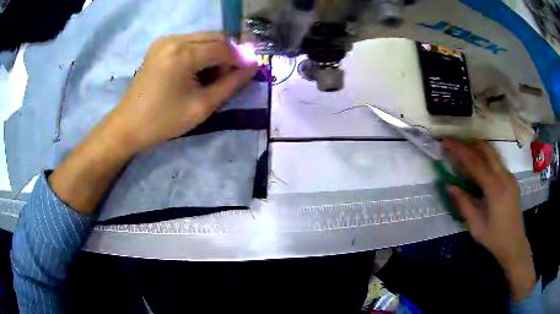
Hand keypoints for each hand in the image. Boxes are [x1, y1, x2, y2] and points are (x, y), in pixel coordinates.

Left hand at [49, 32, 256, 213]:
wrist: (128, 125)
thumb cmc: (164, 121)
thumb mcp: (202, 106)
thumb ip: (231, 84)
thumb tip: (253, 67)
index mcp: (183, 53)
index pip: (223, 47)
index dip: (240, 59)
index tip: (249, 72)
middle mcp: (175, 39)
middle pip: (215, 37)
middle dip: (228, 54)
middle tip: (229, 76)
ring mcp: (166, 40)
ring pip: (204, 38)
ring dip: (215, 52)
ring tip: (212, 76)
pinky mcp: (160, 45)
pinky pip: (190, 42)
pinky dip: (201, 52)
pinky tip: (197, 70)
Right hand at [444, 139, 535, 299]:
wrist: (514, 243)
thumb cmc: (494, 238)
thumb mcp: (476, 226)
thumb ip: (463, 204)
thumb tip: (449, 185)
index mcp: (495, 189)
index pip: (475, 163)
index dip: (459, 150)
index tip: (446, 141)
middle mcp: (504, 177)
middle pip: (486, 150)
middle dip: (468, 144)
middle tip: (453, 142)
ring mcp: (509, 176)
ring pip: (492, 154)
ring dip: (476, 148)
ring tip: (462, 149)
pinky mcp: (511, 179)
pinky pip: (496, 162)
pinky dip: (484, 158)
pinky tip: (477, 165)